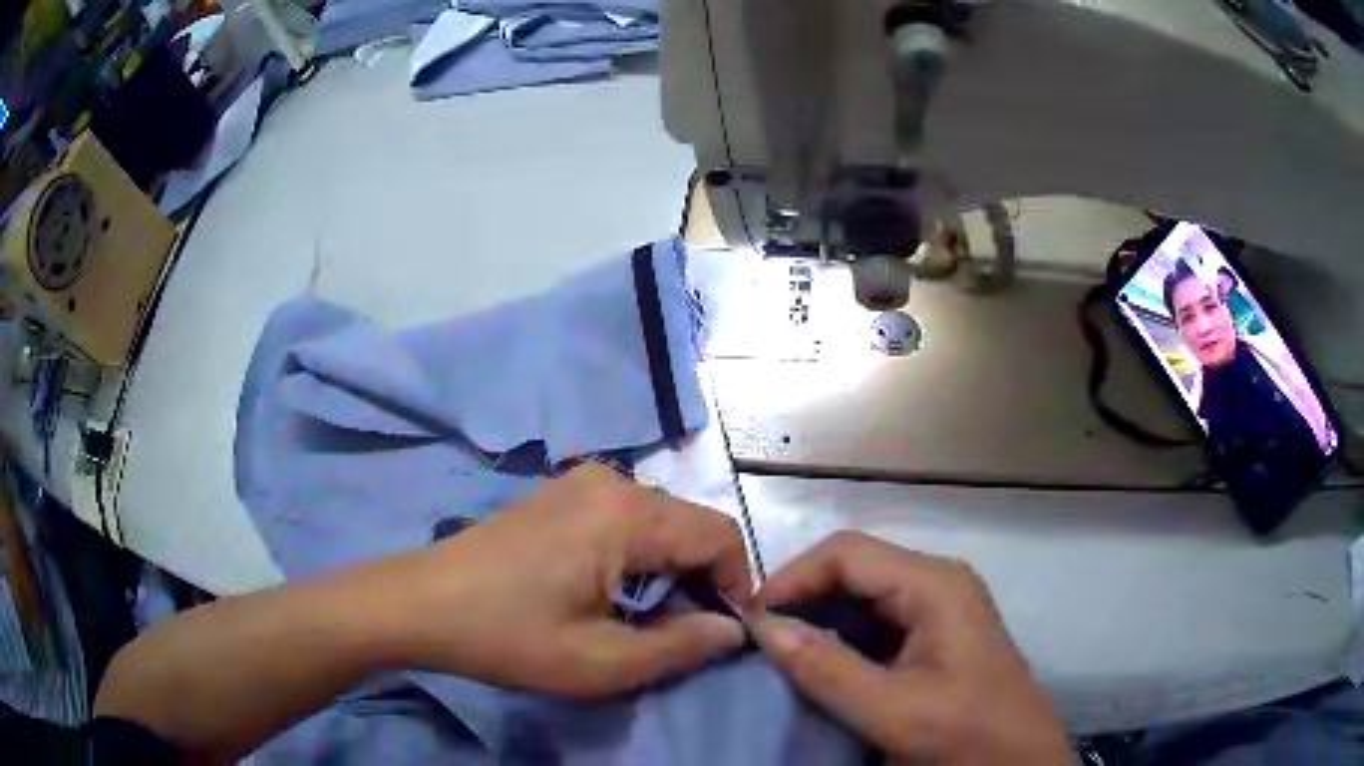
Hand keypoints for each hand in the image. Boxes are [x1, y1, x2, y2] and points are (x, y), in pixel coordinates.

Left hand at [377, 462, 751, 696]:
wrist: (421, 603)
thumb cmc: (509, 636)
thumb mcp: (600, 661)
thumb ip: (681, 647)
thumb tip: (732, 630)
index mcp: (626, 514)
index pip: (720, 534)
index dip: (737, 583)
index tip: (726, 632)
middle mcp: (611, 482)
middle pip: (690, 525)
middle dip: (701, 579)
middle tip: (682, 634)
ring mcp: (580, 482)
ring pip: (659, 522)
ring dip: (669, 569)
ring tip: (646, 619)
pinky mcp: (559, 494)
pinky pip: (625, 518)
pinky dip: (639, 555)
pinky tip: (610, 593)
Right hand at [750, 532, 1068, 764]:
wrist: (1019, 763)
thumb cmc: (966, 734)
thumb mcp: (893, 710)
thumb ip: (827, 669)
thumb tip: (762, 627)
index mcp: (934, 584)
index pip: (846, 553)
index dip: (793, 578)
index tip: (750, 620)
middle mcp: (938, 583)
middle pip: (855, 568)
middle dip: (803, 598)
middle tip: (758, 639)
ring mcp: (941, 608)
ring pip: (864, 595)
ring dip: (820, 619)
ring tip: (779, 653)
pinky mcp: (938, 635)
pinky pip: (879, 622)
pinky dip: (842, 638)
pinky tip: (820, 665)